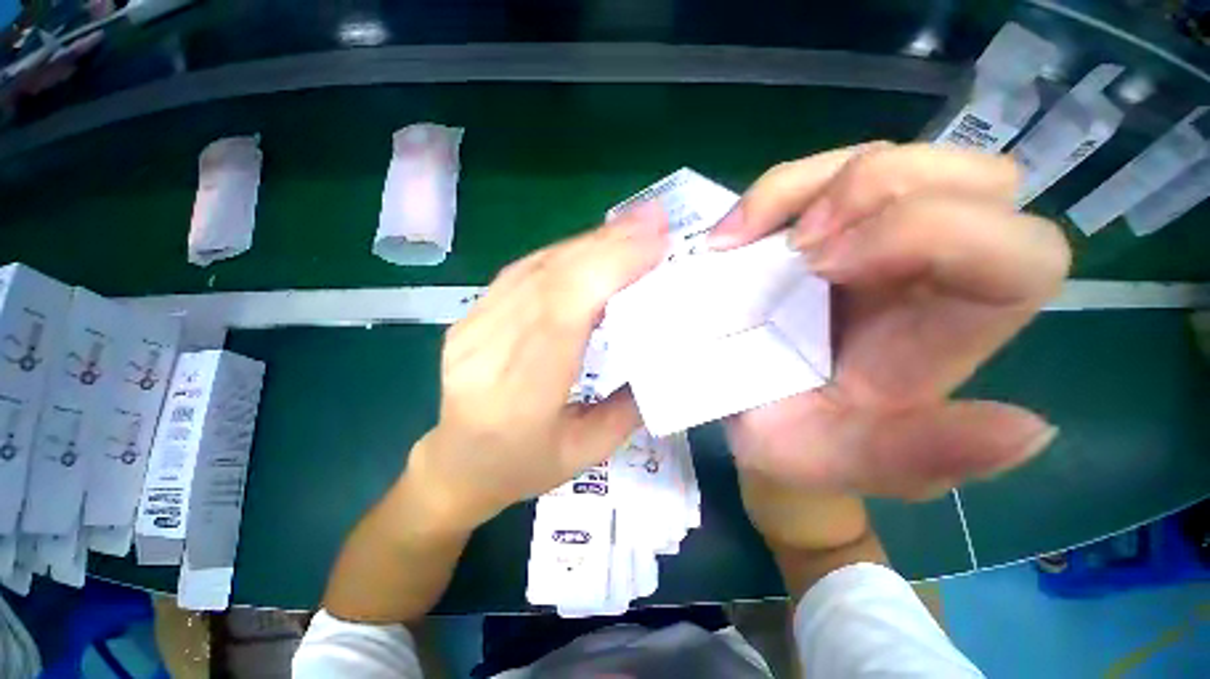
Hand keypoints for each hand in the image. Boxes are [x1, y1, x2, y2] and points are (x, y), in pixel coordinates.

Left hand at [405, 207, 667, 527]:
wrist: (455, 466)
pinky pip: (520, 273)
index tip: (653, 244)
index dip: (606, 271)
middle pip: (548, 282)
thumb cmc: (524, 468)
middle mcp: (485, 357)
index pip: (560, 316)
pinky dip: (564, 253)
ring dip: (588, 243)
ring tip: (632, 227)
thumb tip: (663, 351)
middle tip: (654, 221)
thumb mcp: (587, 453)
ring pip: (533, 269)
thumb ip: (628, 405)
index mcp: (517, 401)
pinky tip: (593, 244)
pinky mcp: (469, 317)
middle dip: (605, 246)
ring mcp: (470, 330)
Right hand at [708, 142, 1070, 497]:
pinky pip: (813, 177)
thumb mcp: (843, 461)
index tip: (822, 267)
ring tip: (745, 235)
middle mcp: (925, 278)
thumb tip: (1028, 430)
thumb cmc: (798, 446)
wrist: (752, 419)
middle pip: (972, 178)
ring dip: (811, 184)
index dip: (936, 233)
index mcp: (946, 340)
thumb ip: (923, 458)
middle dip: (876, 191)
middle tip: (794, 247)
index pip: (1019, 256)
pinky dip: (771, 193)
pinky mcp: (813, 233)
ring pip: (888, 158)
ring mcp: (866, 244)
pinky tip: (730, 234)